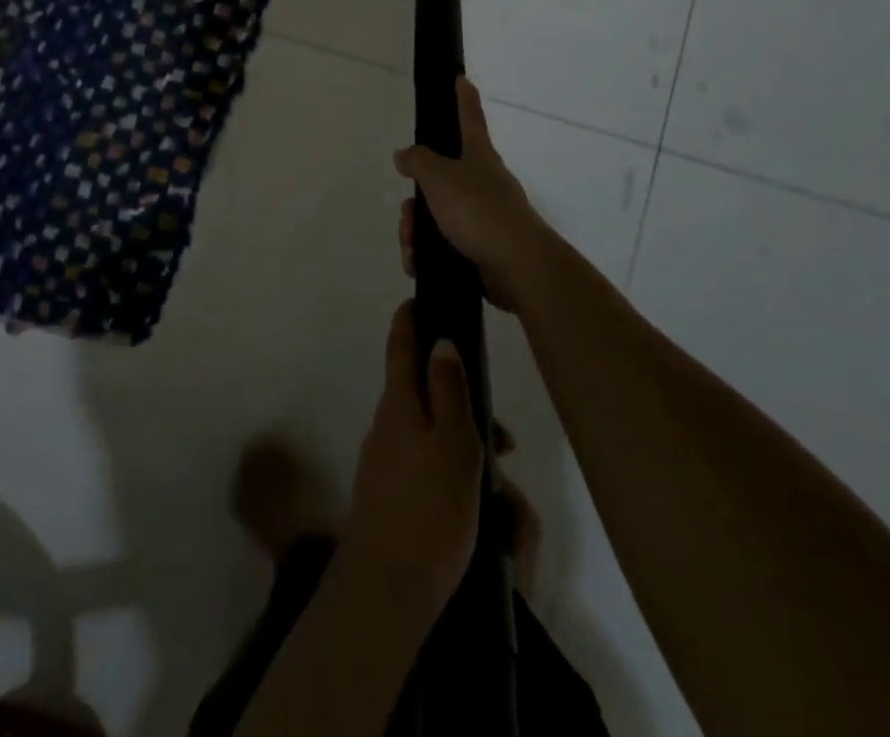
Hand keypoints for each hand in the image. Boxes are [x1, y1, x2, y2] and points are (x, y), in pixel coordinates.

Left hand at [340, 302, 483, 624]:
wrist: (387, 589)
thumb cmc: (429, 509)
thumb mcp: (453, 443)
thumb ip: (448, 390)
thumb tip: (440, 341)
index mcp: (399, 403)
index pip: (400, 346)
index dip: (409, 320)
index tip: (419, 300)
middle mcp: (386, 424)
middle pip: (425, 396)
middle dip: (464, 408)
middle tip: (505, 442)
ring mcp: (384, 461)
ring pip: (432, 437)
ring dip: (466, 450)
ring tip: (504, 498)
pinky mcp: (390, 495)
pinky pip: (426, 469)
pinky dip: (453, 476)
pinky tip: (478, 512)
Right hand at [393, 77, 553, 311]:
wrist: (517, 267)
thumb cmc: (479, 210)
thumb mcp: (440, 177)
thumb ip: (418, 161)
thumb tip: (405, 154)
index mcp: (479, 156)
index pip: (469, 118)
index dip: (463, 98)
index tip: (461, 78)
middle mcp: (484, 183)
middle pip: (440, 179)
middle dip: (416, 198)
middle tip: (407, 213)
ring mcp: (484, 217)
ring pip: (437, 215)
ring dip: (416, 229)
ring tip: (411, 246)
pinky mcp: (482, 249)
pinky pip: (444, 245)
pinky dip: (427, 253)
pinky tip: (418, 263)